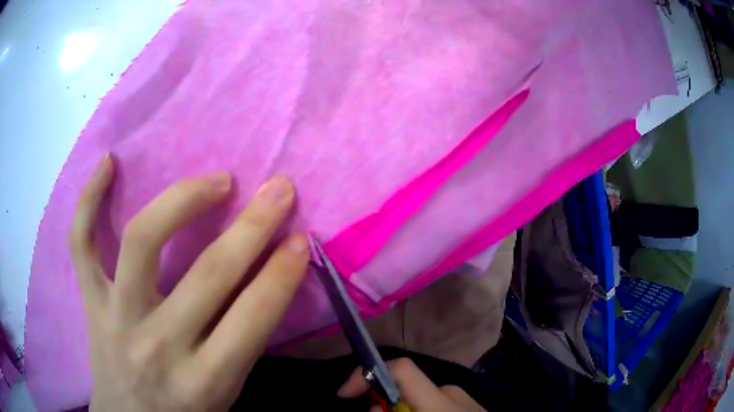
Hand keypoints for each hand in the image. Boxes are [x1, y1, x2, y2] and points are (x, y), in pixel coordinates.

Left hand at [69, 154, 309, 411]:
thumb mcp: (227, 394)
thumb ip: (243, 342)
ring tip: (215, 181)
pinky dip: (88, 200)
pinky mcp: (90, 301)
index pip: (253, 317)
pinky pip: (81, 243)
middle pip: (208, 274)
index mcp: (205, 380)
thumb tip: (269, 280)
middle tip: (278, 189)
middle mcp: (158, 345)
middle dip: (253, 226)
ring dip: (182, 200)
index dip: (282, 273)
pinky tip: (109, 163)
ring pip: (141, 241)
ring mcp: (116, 316)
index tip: (301, 238)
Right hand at [338, 358, 484, 411]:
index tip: (344, 395)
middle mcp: (451, 392)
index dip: (366, 374)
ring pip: (417, 400)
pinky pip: (433, 406)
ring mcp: (462, 397)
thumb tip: (374, 408)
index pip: (401, 369)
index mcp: (440, 401)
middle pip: (403, 389)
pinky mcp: (467, 404)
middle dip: (381, 404)